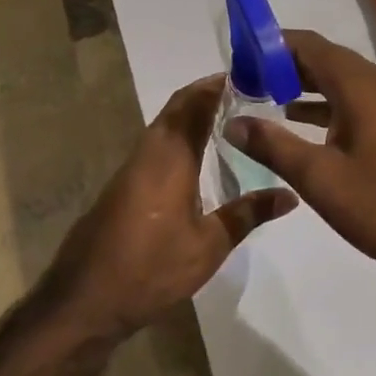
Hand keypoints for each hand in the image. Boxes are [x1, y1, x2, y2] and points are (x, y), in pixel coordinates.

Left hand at [51, 75, 293, 338]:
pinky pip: (157, 145)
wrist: (85, 300)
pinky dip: (181, 136)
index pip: (195, 103)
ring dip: (193, 114)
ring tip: (231, 119)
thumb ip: (248, 214)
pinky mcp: (124, 185)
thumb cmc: (151, 268)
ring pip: (165, 125)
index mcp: (171, 156)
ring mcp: (132, 168)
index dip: (218, 84)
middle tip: (247, 93)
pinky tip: (200, 156)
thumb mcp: (209, 246)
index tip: (250, 75)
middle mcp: (149, 152)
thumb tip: (290, 194)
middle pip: (178, 107)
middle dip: (208, 94)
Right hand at [229, 30, 375, 276]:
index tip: (236, 58)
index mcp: (358, 84)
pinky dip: (325, 102)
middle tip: (242, 80)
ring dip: (302, 83)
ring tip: (262, 96)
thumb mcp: (321, 179)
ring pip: (339, 78)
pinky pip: (354, 97)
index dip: (269, 44)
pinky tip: (301, 120)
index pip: (306, 44)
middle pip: (322, 58)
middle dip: (281, 64)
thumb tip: (231, 122)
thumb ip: (273, 146)